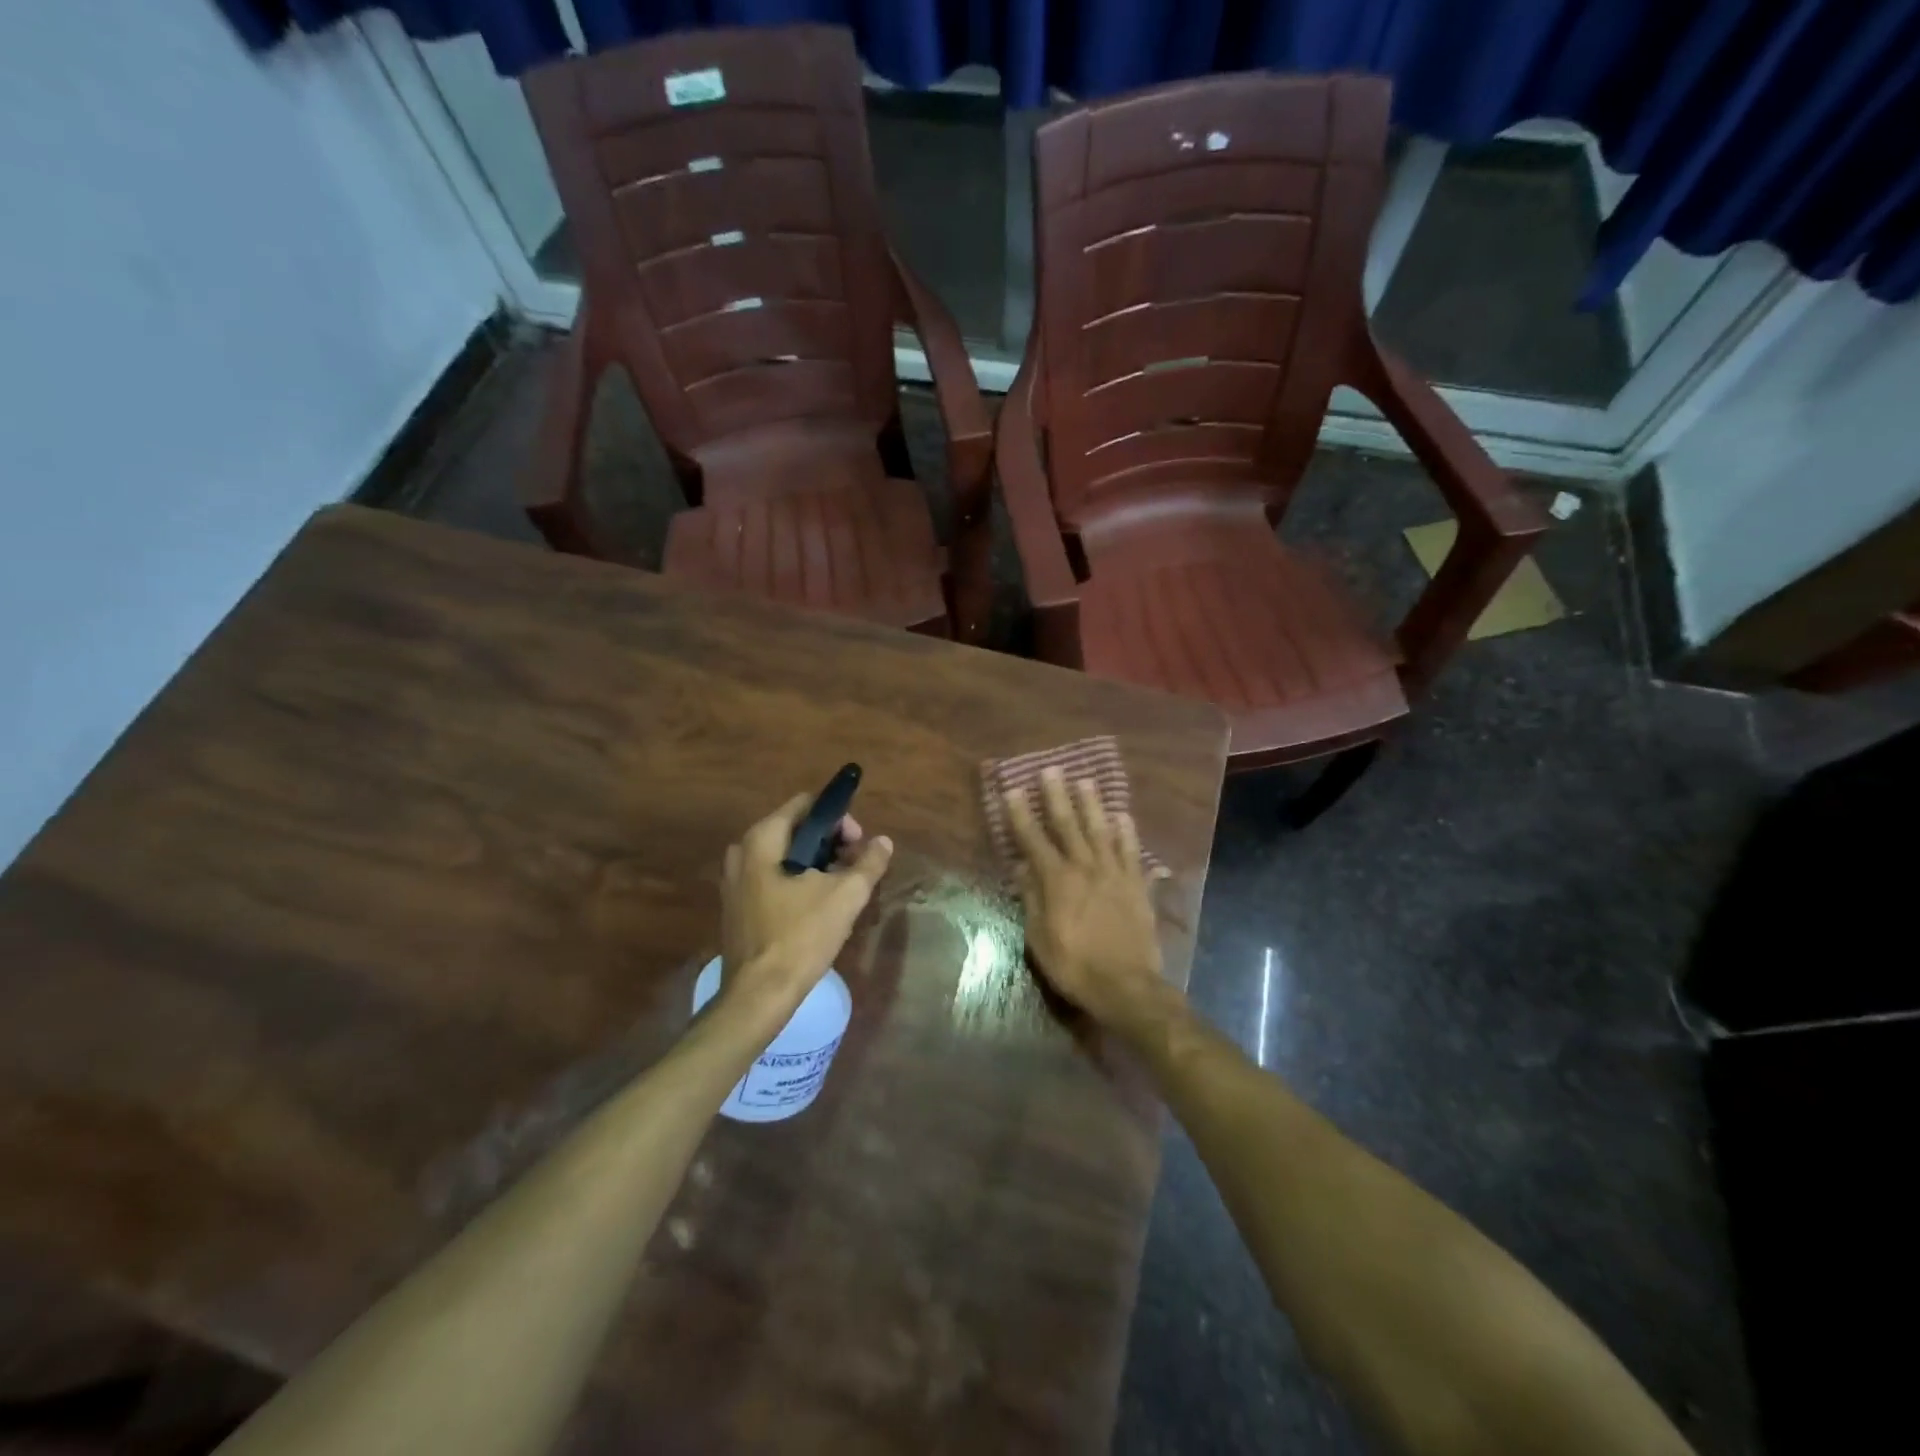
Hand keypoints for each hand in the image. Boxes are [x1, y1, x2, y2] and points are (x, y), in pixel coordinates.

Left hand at [719, 794, 893, 1014]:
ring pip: (785, 856)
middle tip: (856, 868)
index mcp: (762, 839)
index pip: (806, 805)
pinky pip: (773, 878)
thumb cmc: (801, 936)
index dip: (839, 818)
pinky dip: (799, 882)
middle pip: (796, 829)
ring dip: (817, 864)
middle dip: (831, 843)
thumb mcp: (846, 896)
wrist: (759, 995)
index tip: (859, 844)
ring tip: (843, 889)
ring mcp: (735, 881)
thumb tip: (884, 842)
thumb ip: (869, 863)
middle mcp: (742, 852)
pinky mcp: (738, 906)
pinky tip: (819, 907)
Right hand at [1005, 768, 1169, 1028]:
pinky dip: (1127, 833)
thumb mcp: (1039, 938)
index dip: (1021, 815)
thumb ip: (1032, 898)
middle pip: (1069, 825)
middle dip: (1057, 796)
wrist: (1126, 986)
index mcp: (1057, 881)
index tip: (1013, 790)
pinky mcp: (1137, 885)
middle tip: (1051, 769)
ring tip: (1086, 780)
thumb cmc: (1074, 965)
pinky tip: (1123, 816)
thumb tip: (1023, 867)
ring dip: (1092, 804)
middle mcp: (1086, 868)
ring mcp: (1115, 874)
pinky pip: (1131, 852)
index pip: (1033, 840)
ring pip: (1102, 830)